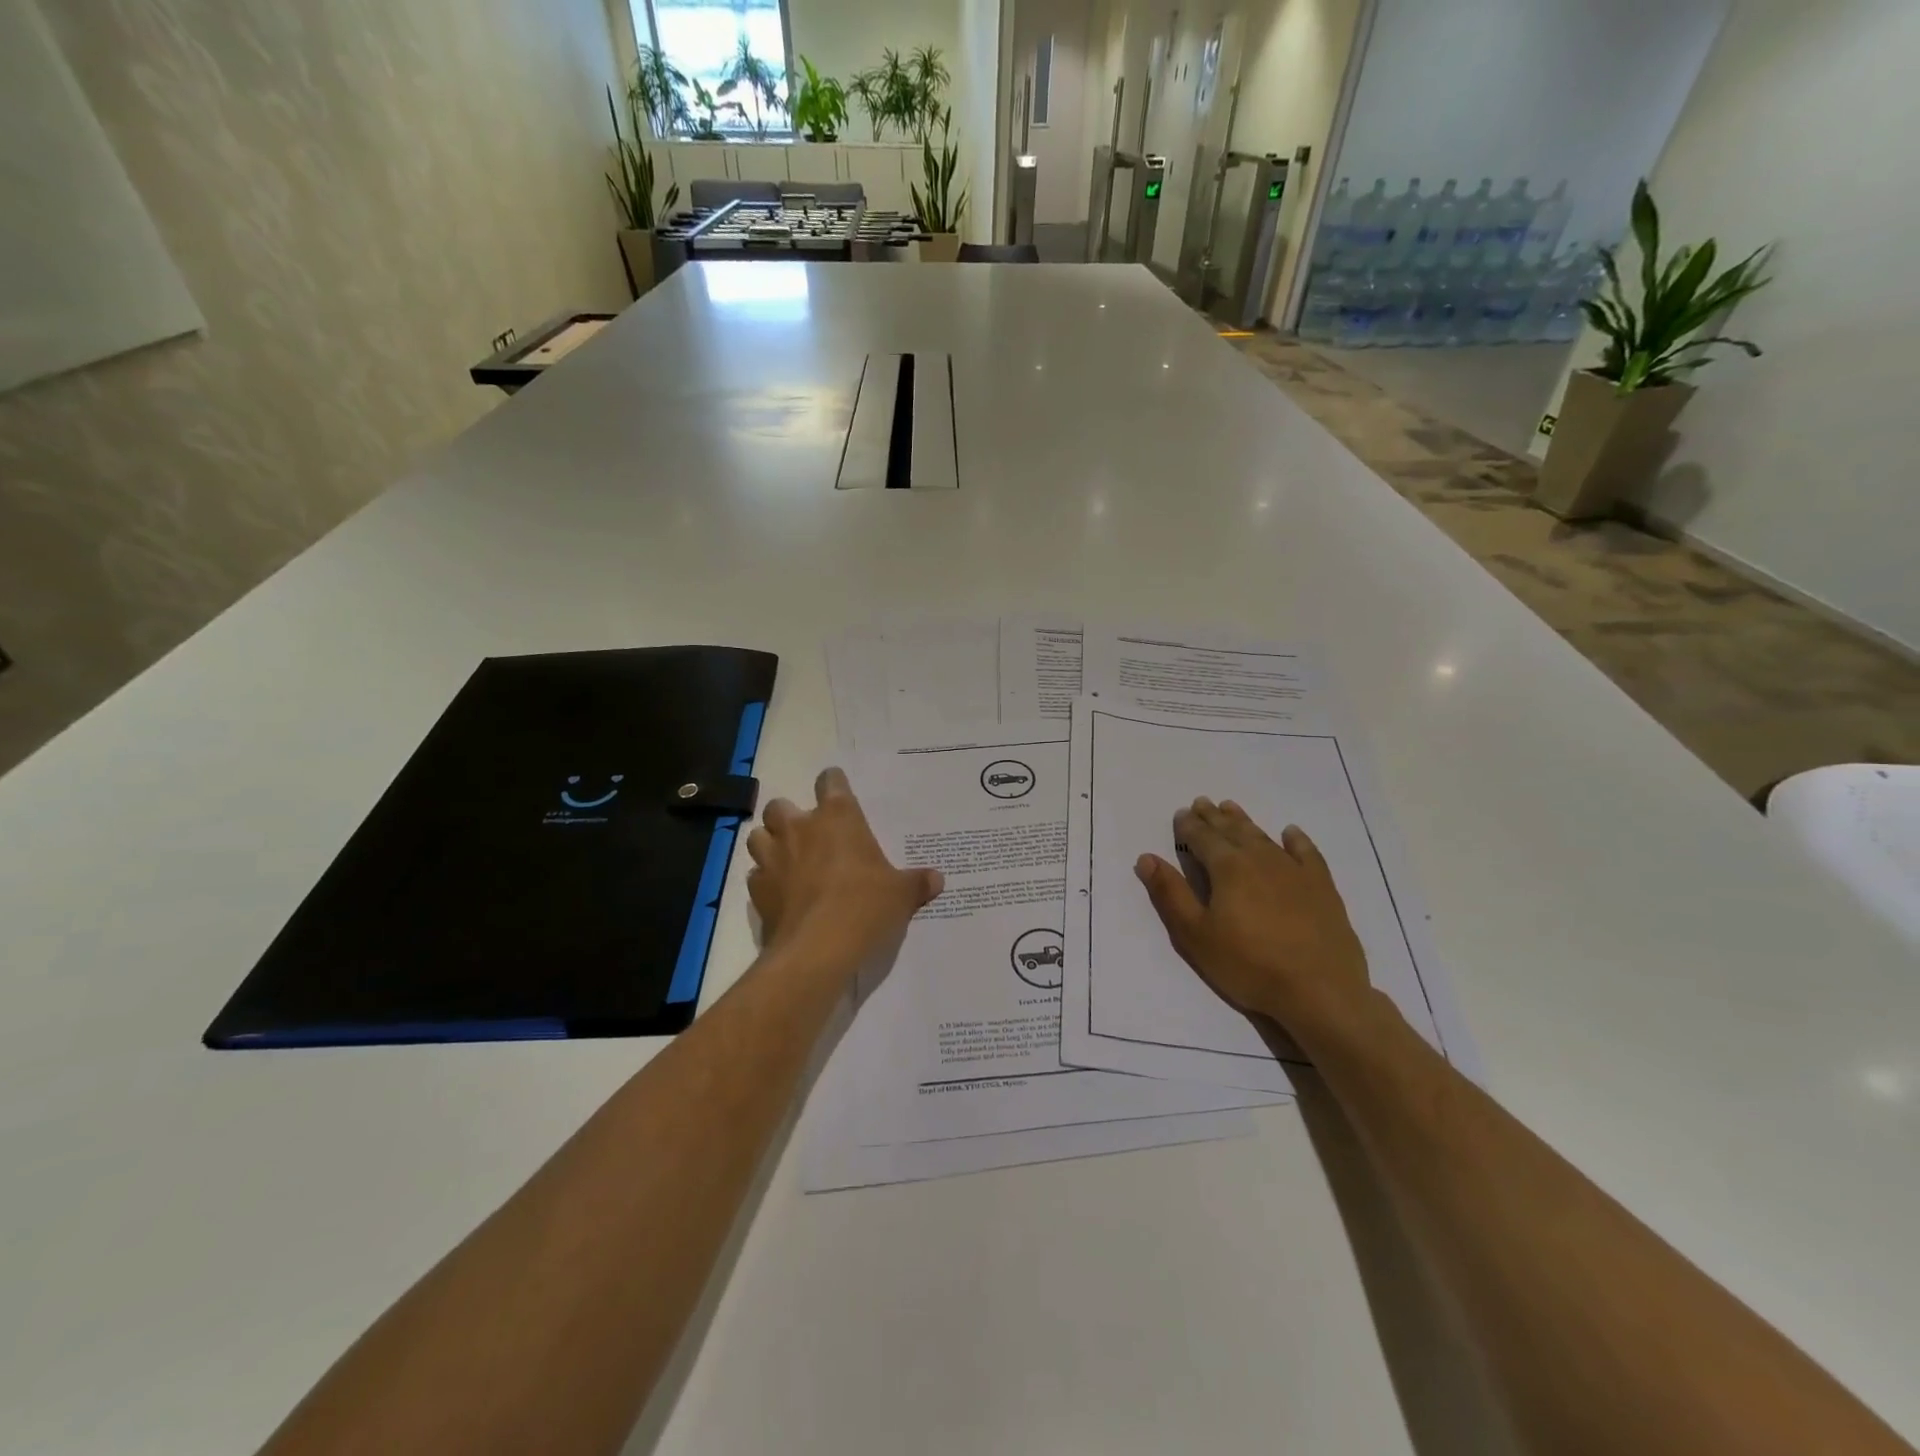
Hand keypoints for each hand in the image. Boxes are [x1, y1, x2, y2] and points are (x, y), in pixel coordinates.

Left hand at [745, 767, 943, 975]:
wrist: (818, 949)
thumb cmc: (865, 906)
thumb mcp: (901, 895)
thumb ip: (917, 883)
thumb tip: (937, 879)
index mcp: (837, 818)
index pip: (830, 781)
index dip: (834, 785)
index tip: (839, 795)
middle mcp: (799, 829)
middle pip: (780, 805)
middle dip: (790, 816)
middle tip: (809, 835)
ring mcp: (773, 858)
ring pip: (758, 835)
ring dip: (770, 843)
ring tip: (787, 859)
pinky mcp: (757, 891)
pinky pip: (756, 875)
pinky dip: (765, 880)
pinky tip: (780, 893)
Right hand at [1135, 798, 1372, 1042]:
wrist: (1320, 991)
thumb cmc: (1249, 965)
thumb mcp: (1195, 935)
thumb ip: (1170, 894)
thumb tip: (1147, 858)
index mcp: (1228, 868)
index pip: (1203, 838)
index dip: (1189, 826)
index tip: (1181, 814)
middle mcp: (1260, 859)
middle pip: (1232, 831)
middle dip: (1214, 817)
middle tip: (1202, 802)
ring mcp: (1294, 871)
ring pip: (1263, 837)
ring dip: (1244, 822)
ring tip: (1231, 808)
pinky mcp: (1322, 887)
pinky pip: (1307, 853)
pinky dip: (1296, 840)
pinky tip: (1290, 833)